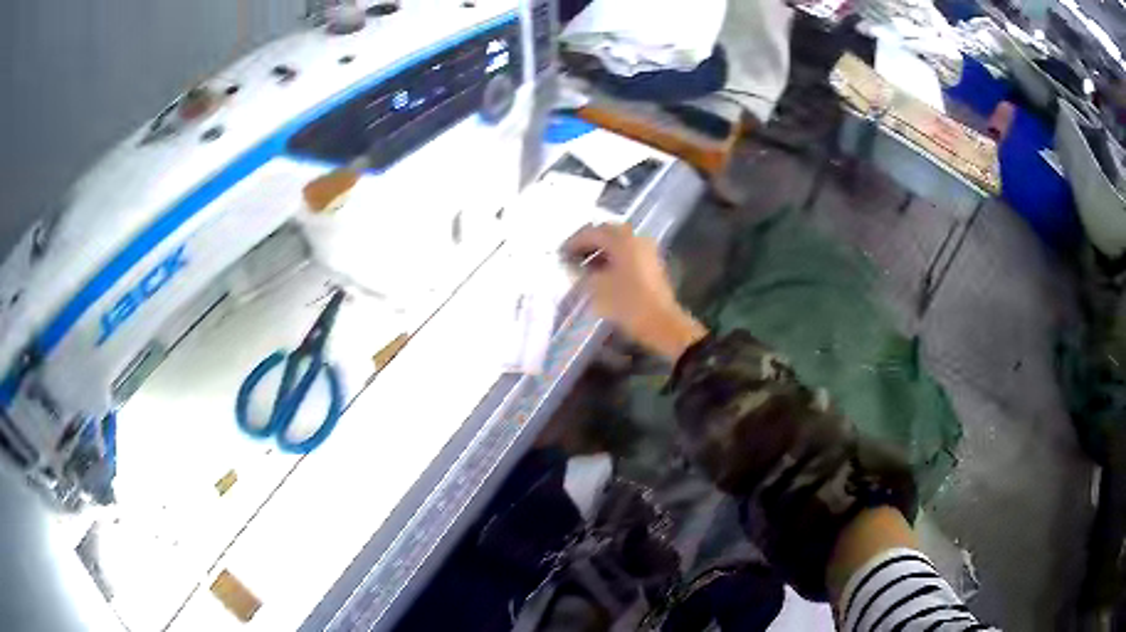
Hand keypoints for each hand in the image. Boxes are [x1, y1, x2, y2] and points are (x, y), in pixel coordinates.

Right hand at [562, 224, 706, 360]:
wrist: (662, 324)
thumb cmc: (628, 305)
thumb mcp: (597, 289)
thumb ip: (580, 272)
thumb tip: (571, 264)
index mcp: (622, 240)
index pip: (592, 232)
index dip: (573, 242)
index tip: (560, 254)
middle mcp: (636, 238)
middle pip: (606, 232)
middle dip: (587, 243)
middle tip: (571, 256)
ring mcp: (646, 250)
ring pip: (617, 242)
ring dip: (600, 250)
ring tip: (583, 266)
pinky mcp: (651, 263)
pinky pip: (626, 252)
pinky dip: (612, 257)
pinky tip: (601, 272)